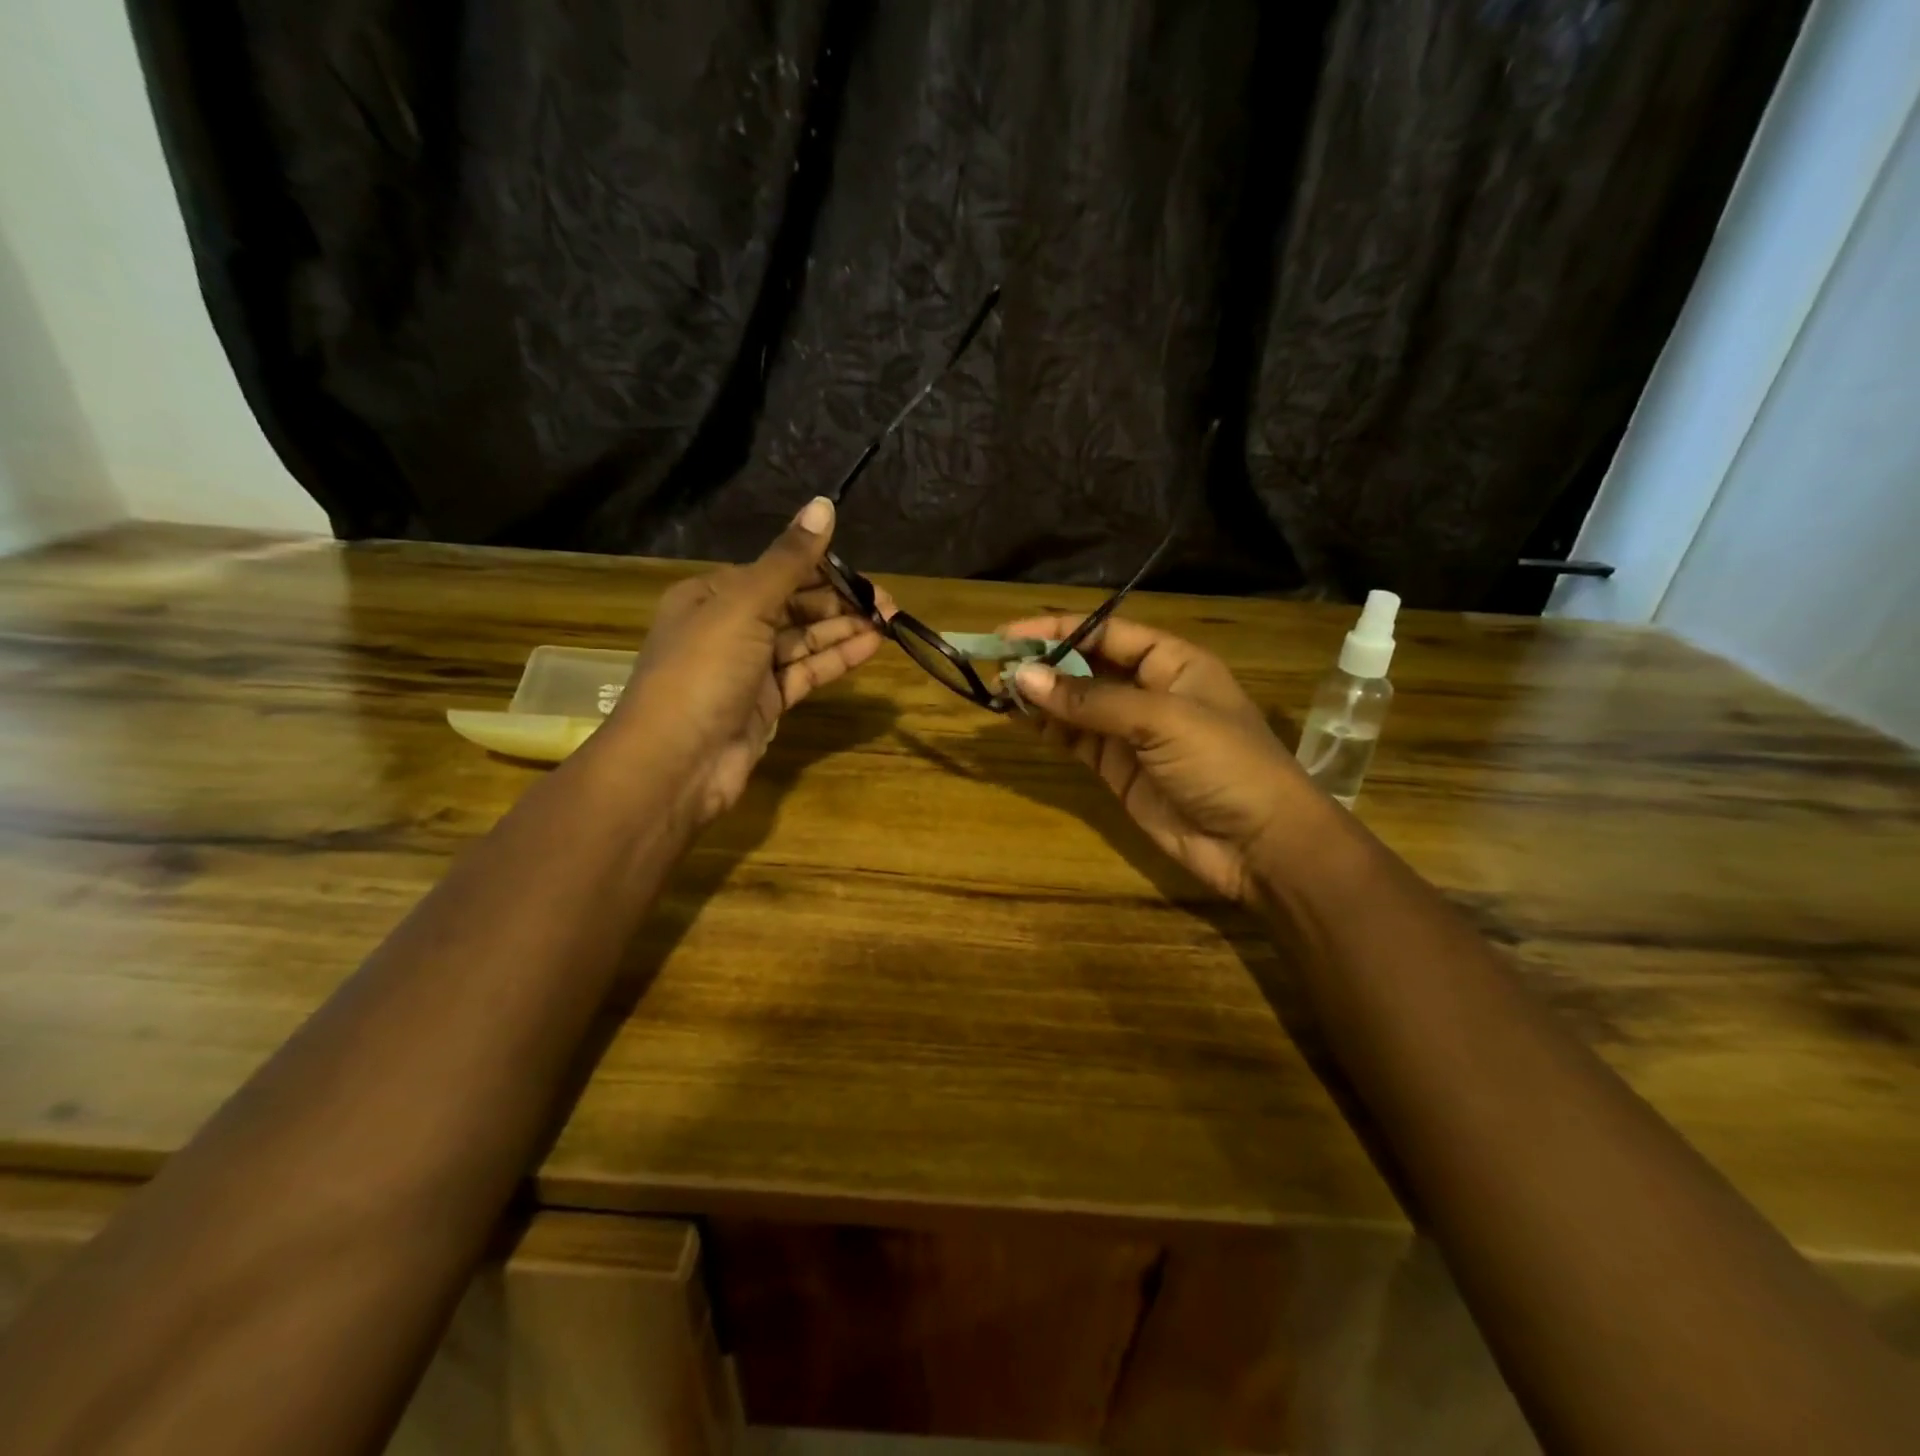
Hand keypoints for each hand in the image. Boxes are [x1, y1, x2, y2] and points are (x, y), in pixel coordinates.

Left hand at [607, 497, 887, 827]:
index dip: (821, 569)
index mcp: (712, 595)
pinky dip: (835, 659)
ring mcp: (748, 669)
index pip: (776, 572)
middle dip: (839, 602)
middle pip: (793, 606)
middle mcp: (729, 627)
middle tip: (888, 603)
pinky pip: (805, 673)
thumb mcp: (744, 605)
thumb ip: (789, 560)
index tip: (864, 574)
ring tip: (889, 622)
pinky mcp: (765, 704)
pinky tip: (870, 648)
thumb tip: (823, 505)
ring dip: (843, 630)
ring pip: (803, 640)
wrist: (676, 763)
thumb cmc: (703, 671)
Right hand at [1000, 614, 1330, 903]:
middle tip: (994, 665)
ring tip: (997, 690)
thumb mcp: (1161, 720)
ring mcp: (1132, 733)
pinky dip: (1049, 729)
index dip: (1058, 629)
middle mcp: (1150, 690)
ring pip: (1076, 704)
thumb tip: (1023, 677)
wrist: (1259, 845)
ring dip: (1040, 696)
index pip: (1106, 632)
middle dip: (1043, 663)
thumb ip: (1091, 700)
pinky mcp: (1118, 770)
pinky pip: (1077, 740)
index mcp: (1173, 662)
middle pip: (1087, 666)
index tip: (1009, 635)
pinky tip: (1019, 719)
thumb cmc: (1223, 763)